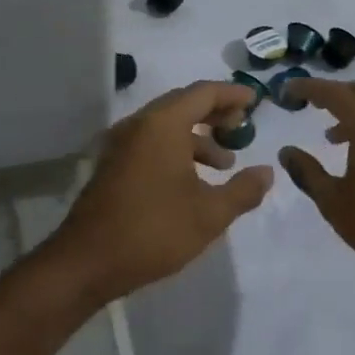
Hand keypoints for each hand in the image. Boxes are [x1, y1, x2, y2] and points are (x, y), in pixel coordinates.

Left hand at [51, 80, 274, 301]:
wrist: (87, 261)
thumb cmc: (154, 231)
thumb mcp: (209, 214)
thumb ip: (243, 190)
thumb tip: (267, 172)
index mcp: (162, 124)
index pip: (203, 93)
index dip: (232, 94)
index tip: (256, 102)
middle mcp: (139, 124)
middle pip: (183, 103)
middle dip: (215, 113)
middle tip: (242, 126)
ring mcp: (121, 144)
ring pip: (166, 125)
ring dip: (197, 137)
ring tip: (224, 163)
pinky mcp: (113, 165)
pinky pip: (151, 142)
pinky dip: (176, 149)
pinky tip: (192, 180)